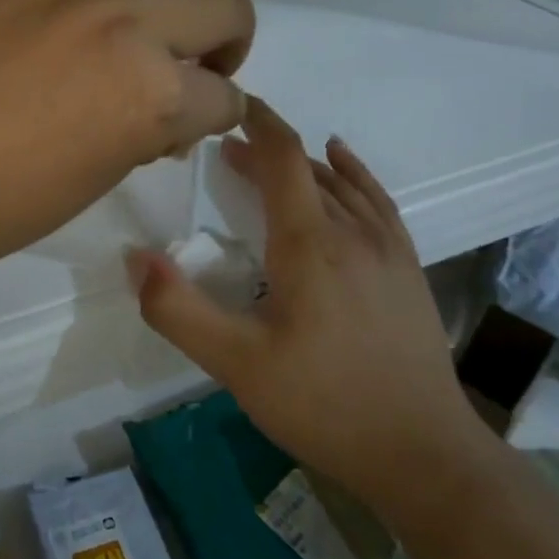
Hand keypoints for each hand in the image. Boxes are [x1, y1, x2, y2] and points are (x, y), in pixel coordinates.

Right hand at [128, 97, 485, 511]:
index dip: (257, 123)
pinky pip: (377, 201)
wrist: (423, 454)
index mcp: (308, 244)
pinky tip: (343, 165)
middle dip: (265, 151)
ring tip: (269, 161)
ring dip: (302, 163)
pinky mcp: (407, 270)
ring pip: (341, 183)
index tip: (229, 105)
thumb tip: (135, 258)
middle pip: (306, 168)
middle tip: (225, 153)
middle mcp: (351, 232)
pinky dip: (354, 174)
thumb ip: (178, 310)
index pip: (282, 158)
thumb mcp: (236, 365)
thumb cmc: (323, 405)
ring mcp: (387, 249)